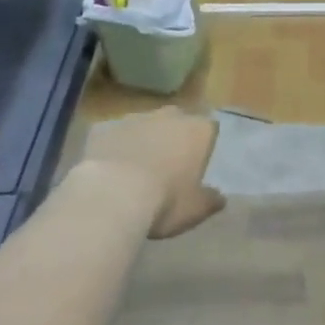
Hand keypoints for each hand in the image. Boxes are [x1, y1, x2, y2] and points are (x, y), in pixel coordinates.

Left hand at [81, 107, 225, 238]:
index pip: (209, 128)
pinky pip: (114, 136)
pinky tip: (108, 171)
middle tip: (167, 166)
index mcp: (198, 130)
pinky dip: (115, 148)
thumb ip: (210, 200)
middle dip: (173, 138)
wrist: (112, 194)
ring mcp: (135, 118)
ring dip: (143, 141)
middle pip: (177, 121)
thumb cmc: (165, 200)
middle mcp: (170, 116)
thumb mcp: (195, 209)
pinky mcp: (104, 128)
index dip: (203, 145)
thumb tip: (219, 198)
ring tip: (134, 171)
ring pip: (144, 126)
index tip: (196, 165)